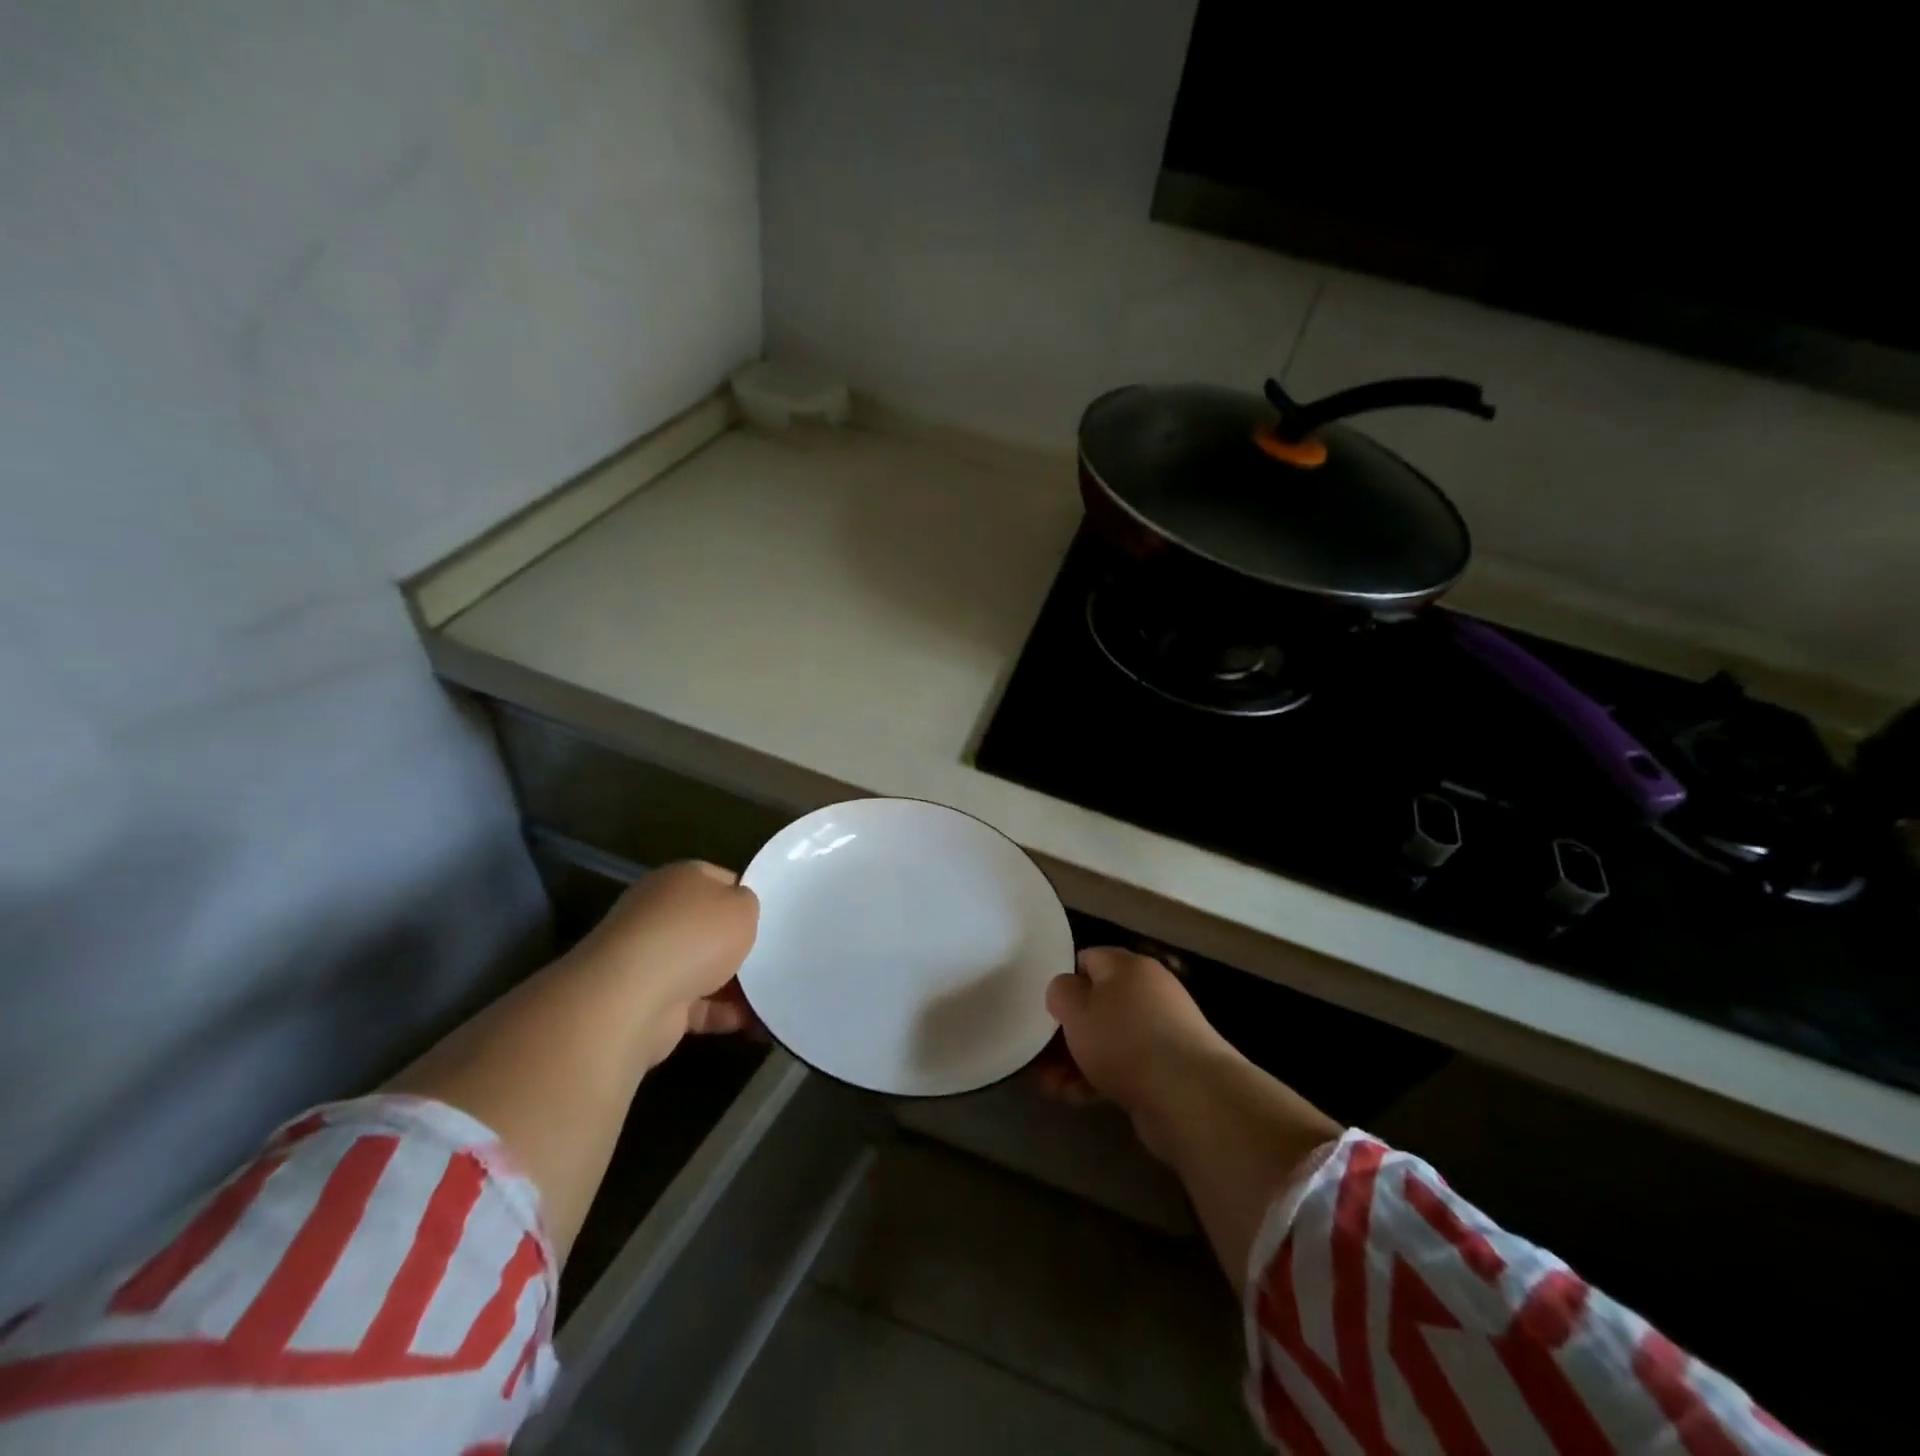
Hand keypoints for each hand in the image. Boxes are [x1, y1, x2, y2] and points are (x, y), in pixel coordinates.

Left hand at [569, 861, 759, 1067]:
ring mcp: (649, 959)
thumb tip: (739, 912)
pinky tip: (752, 1023)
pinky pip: (695, 1005)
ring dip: (733, 983)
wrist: (631, 997)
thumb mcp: (742, 906)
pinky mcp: (648, 1001)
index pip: (720, 880)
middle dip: (738, 944)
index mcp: (679, 879)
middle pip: (708, 926)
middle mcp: (659, 913)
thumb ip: (747, 904)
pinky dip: (721, 1014)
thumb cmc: (694, 936)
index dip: (746, 895)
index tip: (772, 917)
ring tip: (773, 994)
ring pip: (702, 967)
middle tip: (775, 955)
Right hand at [1042, 947, 1236, 1160]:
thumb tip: (1066, 991)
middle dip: (1066, 1032)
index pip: (1088, 959)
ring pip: (1107, 1040)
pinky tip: (1074, 1098)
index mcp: (1129, 966)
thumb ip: (1060, 991)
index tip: (1045, 1009)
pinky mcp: (1166, 1069)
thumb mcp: (1076, 1008)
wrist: (1190, 1096)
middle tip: (1039, 1055)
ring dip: (1075, 1061)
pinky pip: (1123, 1066)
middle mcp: (1148, 992)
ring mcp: (1160, 1032)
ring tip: (1049, 1086)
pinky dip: (1098, 1078)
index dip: (1063, 982)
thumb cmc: (1124, 1040)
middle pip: (1097, 1004)